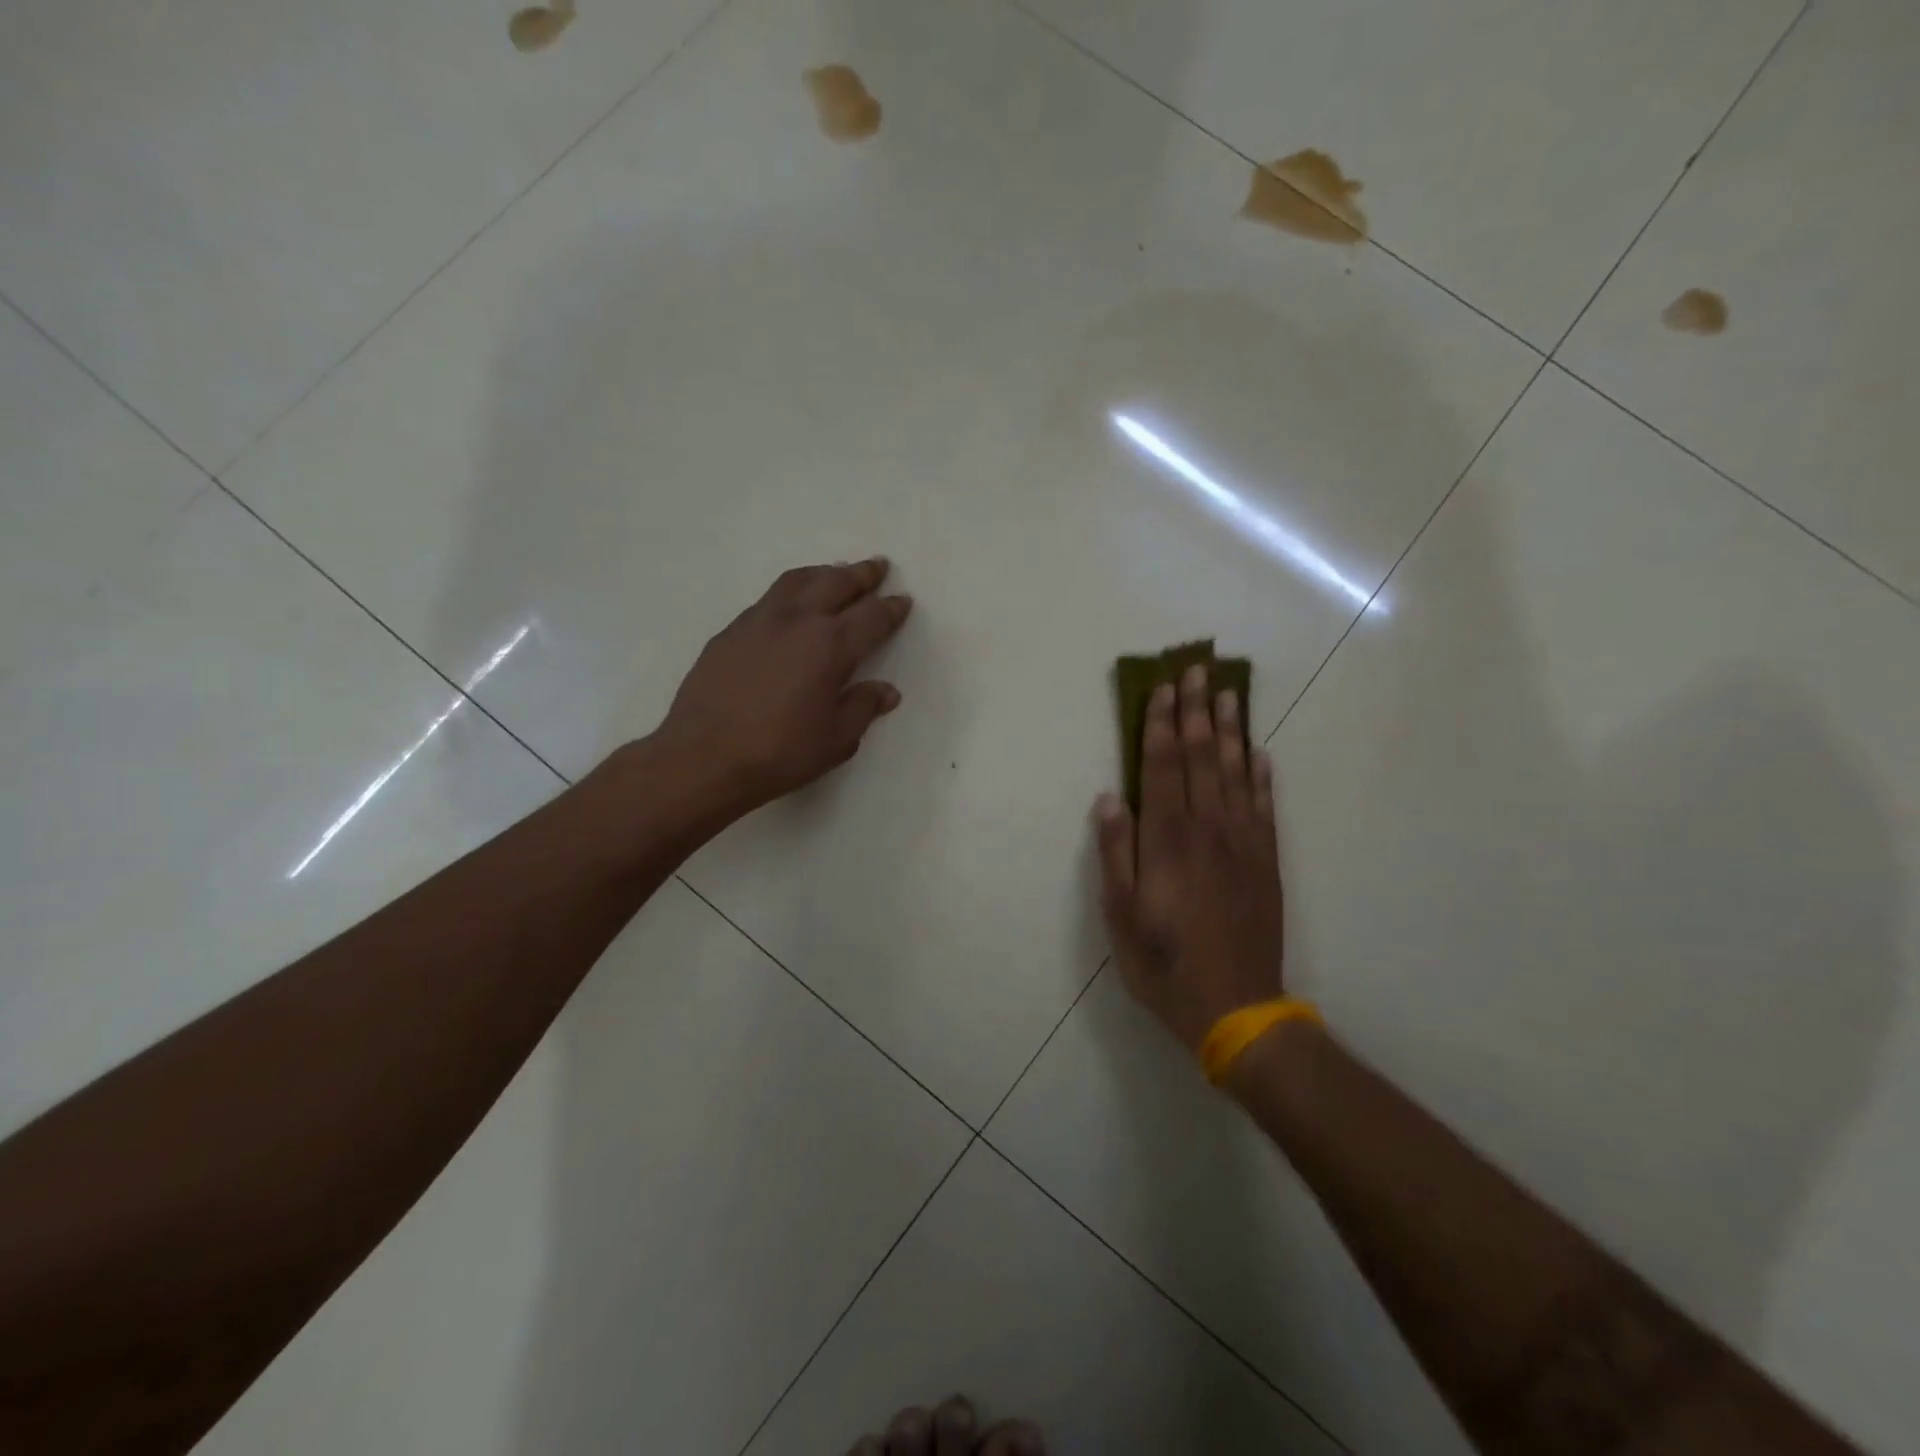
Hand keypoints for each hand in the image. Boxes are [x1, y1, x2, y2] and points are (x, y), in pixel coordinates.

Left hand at [652, 558, 911, 816]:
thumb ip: (863, 707)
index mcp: (830, 645)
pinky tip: (790, 607)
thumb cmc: (779, 752)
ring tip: (835, 573)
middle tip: (878, 566)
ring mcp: (758, 621)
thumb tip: (886, 691)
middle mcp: (797, 621)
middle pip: (836, 583)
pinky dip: (790, 593)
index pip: (871, 617)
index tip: (903, 600)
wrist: (703, 757)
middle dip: (861, 574)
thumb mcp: (836, 739)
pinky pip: (769, 599)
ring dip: (823, 573)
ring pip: (797, 581)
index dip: (891, 608)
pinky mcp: (730, 632)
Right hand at [1095, 665, 1283, 1050]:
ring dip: (1231, 730)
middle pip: (1202, 757)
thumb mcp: (1121, 914)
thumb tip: (1110, 798)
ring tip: (1228, 694)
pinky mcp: (1266, 861)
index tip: (1164, 688)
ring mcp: (1243, 843)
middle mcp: (1208, 829)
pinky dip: (1262, 776)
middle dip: (1197, 711)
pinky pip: (1265, 807)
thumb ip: (1116, 853)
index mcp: (1168, 839)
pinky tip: (1259, 754)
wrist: (1236, 1007)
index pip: (1164, 766)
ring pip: (1236, 773)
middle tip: (1198, 669)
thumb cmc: (1164, 962)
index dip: (1163, 725)